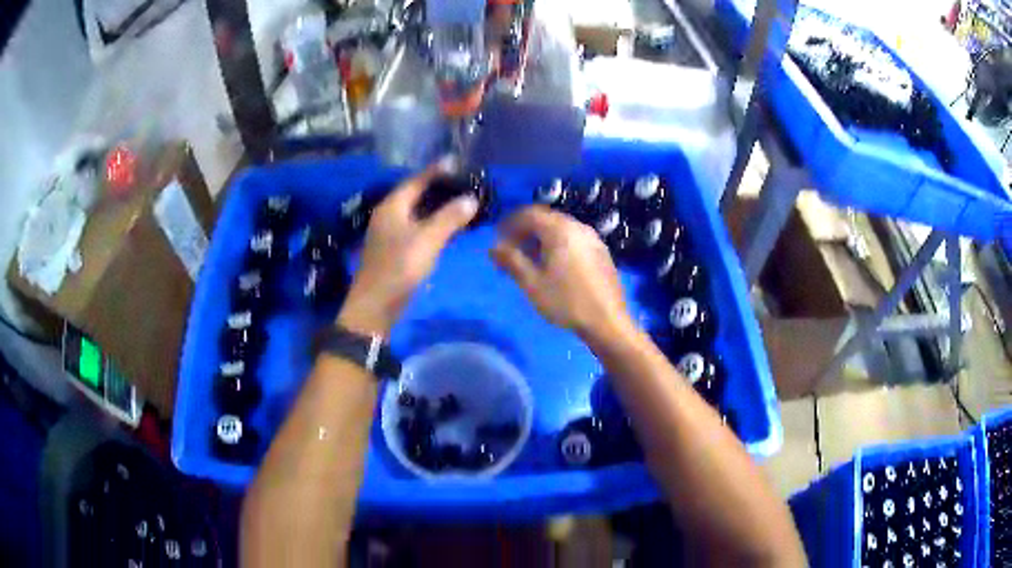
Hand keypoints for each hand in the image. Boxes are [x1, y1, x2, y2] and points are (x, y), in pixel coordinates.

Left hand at [339, 161, 477, 334]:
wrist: (375, 306)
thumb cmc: (399, 268)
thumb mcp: (428, 240)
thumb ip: (450, 218)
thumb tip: (471, 198)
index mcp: (393, 206)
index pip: (416, 180)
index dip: (436, 170)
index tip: (456, 161)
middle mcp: (389, 215)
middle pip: (415, 194)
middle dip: (439, 188)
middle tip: (464, 182)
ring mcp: (390, 233)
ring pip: (417, 212)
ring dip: (437, 207)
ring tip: (461, 202)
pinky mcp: (394, 250)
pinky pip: (417, 228)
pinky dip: (433, 224)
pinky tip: (448, 228)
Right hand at [491, 206, 632, 341]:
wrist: (608, 322)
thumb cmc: (566, 302)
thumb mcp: (532, 283)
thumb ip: (511, 261)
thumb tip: (493, 247)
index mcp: (561, 230)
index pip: (529, 213)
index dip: (510, 223)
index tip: (497, 239)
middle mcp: (578, 227)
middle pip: (546, 219)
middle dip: (524, 231)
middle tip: (510, 251)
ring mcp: (593, 239)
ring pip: (560, 230)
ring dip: (540, 239)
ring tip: (528, 261)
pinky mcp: (601, 252)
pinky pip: (573, 239)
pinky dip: (557, 245)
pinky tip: (552, 266)